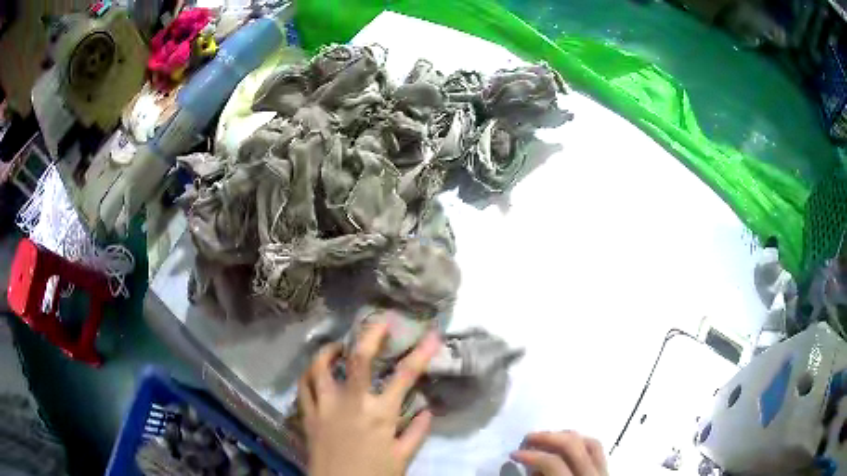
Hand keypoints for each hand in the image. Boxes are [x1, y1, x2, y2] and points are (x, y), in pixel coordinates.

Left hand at [300, 320, 441, 475]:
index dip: (420, 353)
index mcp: (380, 414)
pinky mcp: (307, 414)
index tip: (431, 334)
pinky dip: (308, 374)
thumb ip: (417, 433)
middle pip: (358, 359)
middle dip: (370, 334)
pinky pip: (303, 386)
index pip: (405, 376)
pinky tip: (315, 371)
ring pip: (320, 367)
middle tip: (379, 321)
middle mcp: (351, 402)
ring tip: (338, 345)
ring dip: (329, 350)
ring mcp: (324, 406)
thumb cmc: (373, 475)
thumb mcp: (403, 458)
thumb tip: (428, 409)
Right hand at [511, 431, 607, 475]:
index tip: (514, 454)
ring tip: (548, 437)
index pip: (553, 463)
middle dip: (548, 437)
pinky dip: (582, 441)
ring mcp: (604, 469)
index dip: (532, 456)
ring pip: (590, 442)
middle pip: (574, 445)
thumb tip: (530, 466)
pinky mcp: (607, 468)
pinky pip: (597, 448)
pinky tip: (568, 444)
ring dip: (567, 436)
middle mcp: (593, 473)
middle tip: (528, 438)